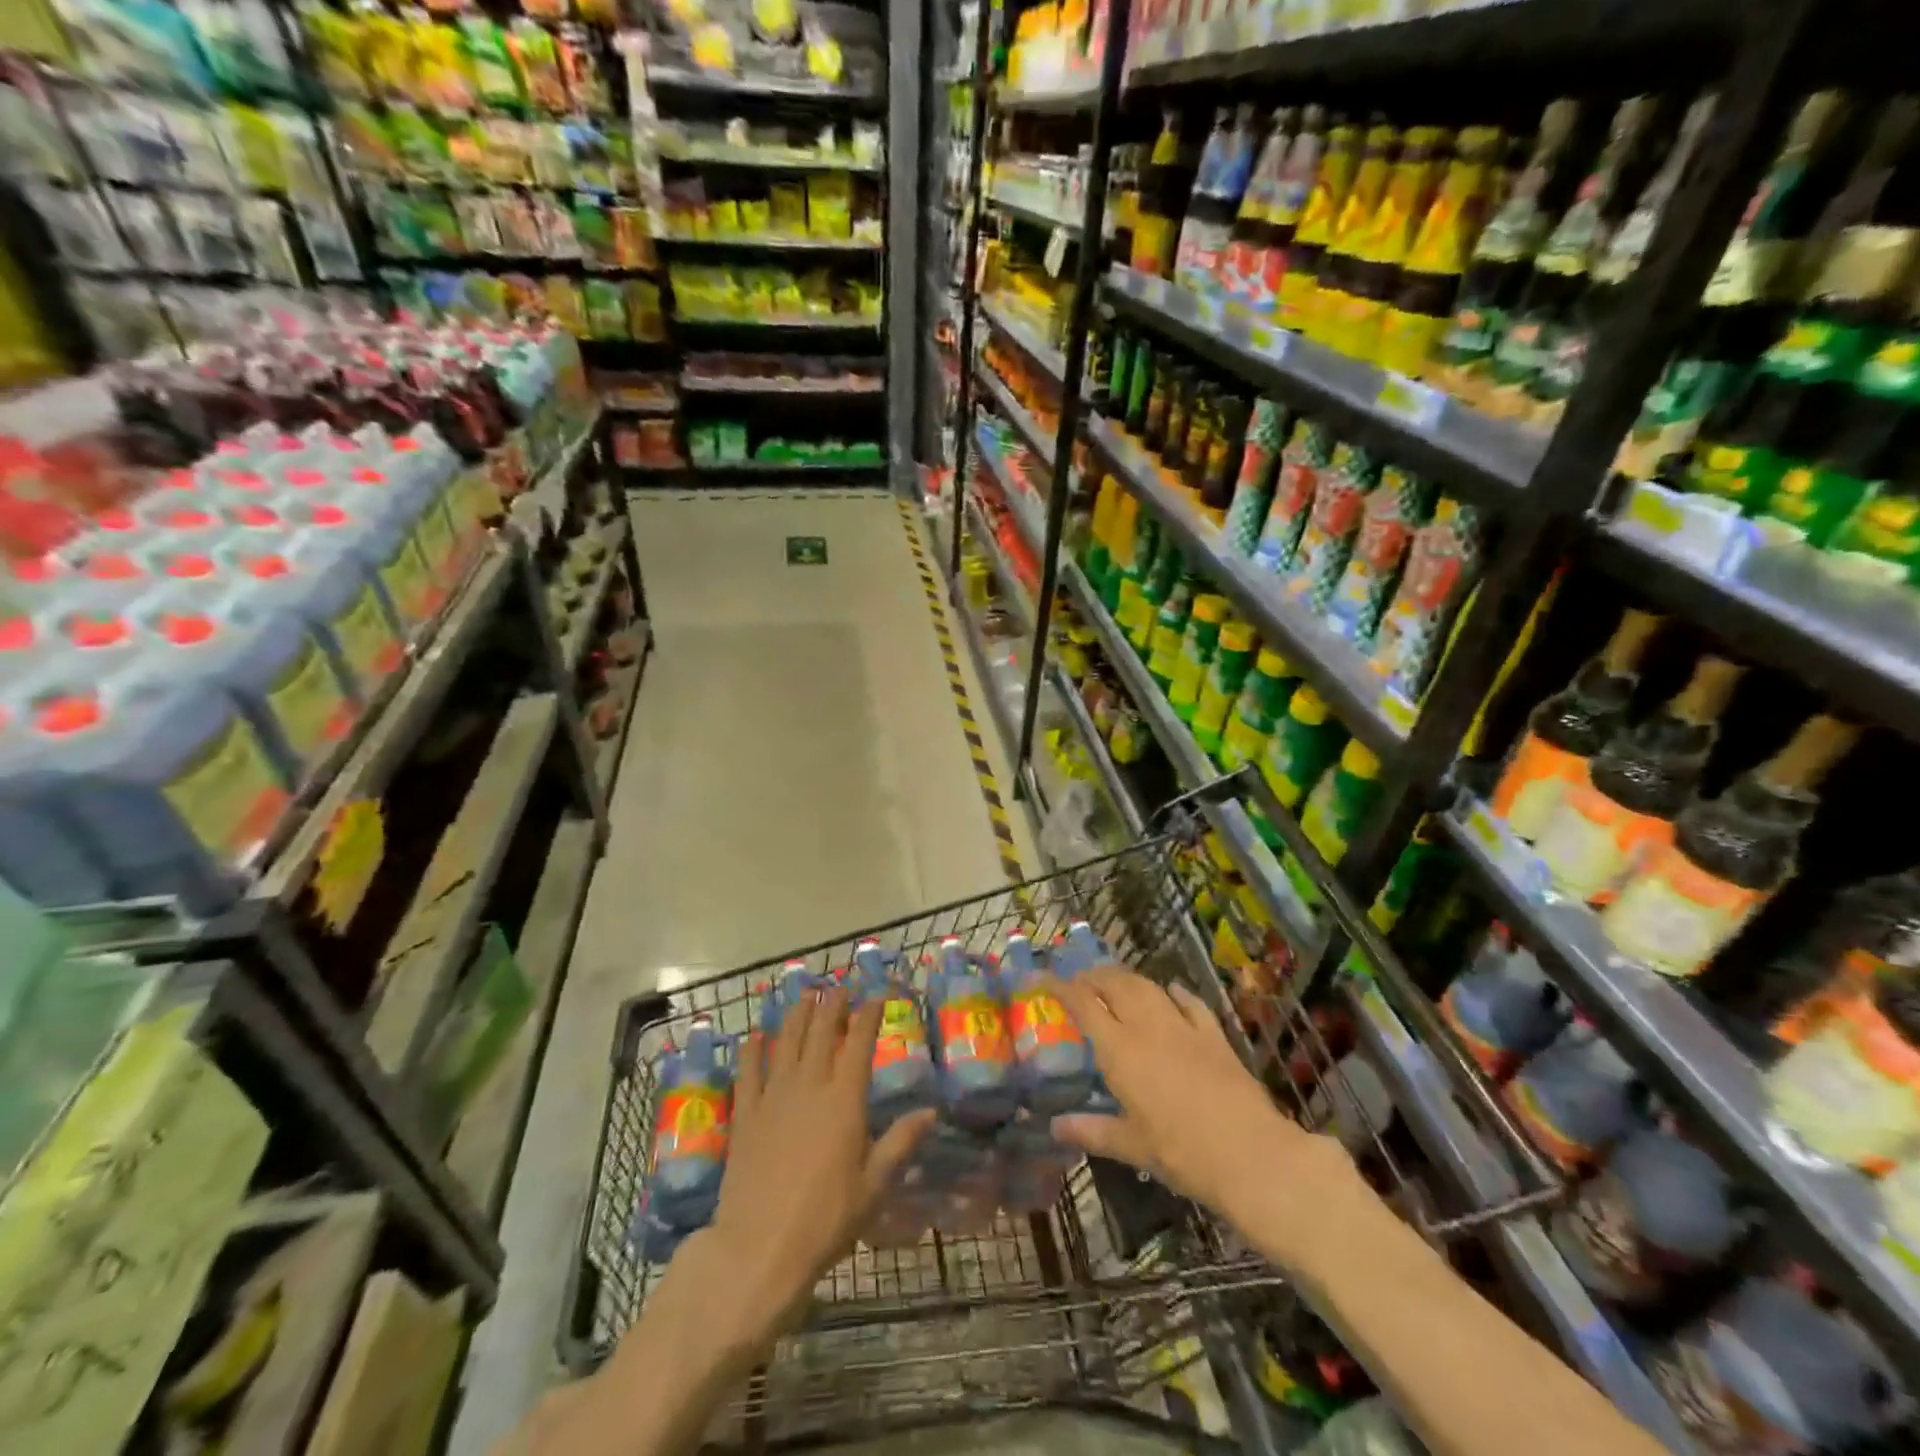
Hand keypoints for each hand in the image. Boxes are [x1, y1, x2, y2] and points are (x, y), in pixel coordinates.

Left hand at [690, 987, 932, 1358]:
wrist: (760, 1249)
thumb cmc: (826, 1219)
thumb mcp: (874, 1186)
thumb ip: (900, 1143)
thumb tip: (931, 1112)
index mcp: (845, 1100)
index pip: (860, 1042)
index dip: (869, 1014)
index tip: (876, 994)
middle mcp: (810, 1086)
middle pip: (822, 1032)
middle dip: (833, 1005)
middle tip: (839, 987)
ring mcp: (774, 1097)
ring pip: (788, 1042)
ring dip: (798, 1015)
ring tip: (806, 996)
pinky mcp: (747, 1115)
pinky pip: (749, 1071)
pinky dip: (753, 1049)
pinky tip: (756, 1035)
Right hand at [1044, 966, 1355, 1262]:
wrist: (1251, 1154)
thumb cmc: (1182, 1153)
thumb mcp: (1132, 1146)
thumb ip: (1092, 1130)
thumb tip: (1055, 1127)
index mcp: (1120, 1049)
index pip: (1083, 1003)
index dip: (1059, 986)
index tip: (1041, 979)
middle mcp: (1148, 1026)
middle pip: (1115, 984)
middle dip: (1093, 976)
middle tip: (1079, 981)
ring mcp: (1184, 1027)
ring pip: (1149, 986)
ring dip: (1127, 978)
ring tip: (1115, 982)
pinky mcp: (1215, 1035)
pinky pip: (1190, 1002)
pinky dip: (1174, 992)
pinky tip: (1171, 990)